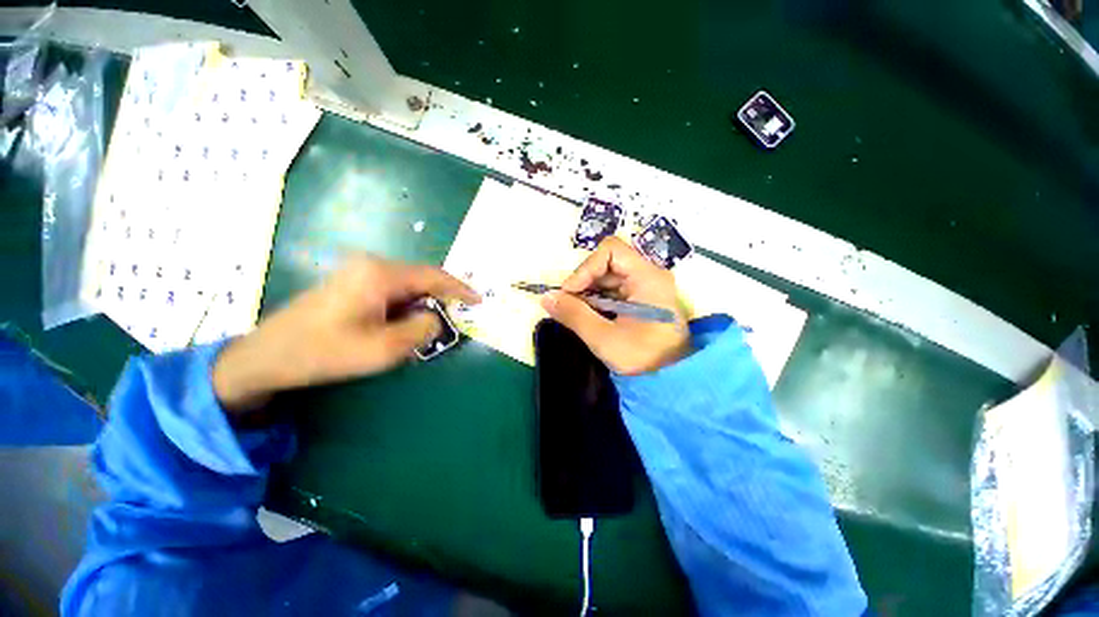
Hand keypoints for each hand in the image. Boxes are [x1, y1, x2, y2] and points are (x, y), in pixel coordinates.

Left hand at [213, 255, 479, 410]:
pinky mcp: (352, 281)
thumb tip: (435, 317)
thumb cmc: (324, 352)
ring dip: (421, 304)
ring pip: (407, 285)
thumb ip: (421, 330)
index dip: (460, 288)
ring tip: (427, 327)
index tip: (478, 299)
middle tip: (456, 318)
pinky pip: (392, 290)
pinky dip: (406, 305)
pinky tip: (402, 324)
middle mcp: (372, 265)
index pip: (433, 276)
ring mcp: (359, 271)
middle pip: (421, 278)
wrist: (267, 355)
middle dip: (441, 298)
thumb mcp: (382, 349)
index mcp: (380, 275)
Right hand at [541, 237, 689, 374]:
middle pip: (607, 263)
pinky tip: (588, 315)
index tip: (569, 293)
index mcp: (647, 278)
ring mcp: (644, 287)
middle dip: (583, 281)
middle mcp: (648, 275)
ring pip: (607, 277)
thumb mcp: (604, 338)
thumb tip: (546, 297)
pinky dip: (595, 300)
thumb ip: (574, 315)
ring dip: (587, 292)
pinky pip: (612, 290)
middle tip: (567, 304)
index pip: (610, 251)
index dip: (586, 268)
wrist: (671, 378)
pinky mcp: (639, 299)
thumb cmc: (643, 358)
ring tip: (575, 312)